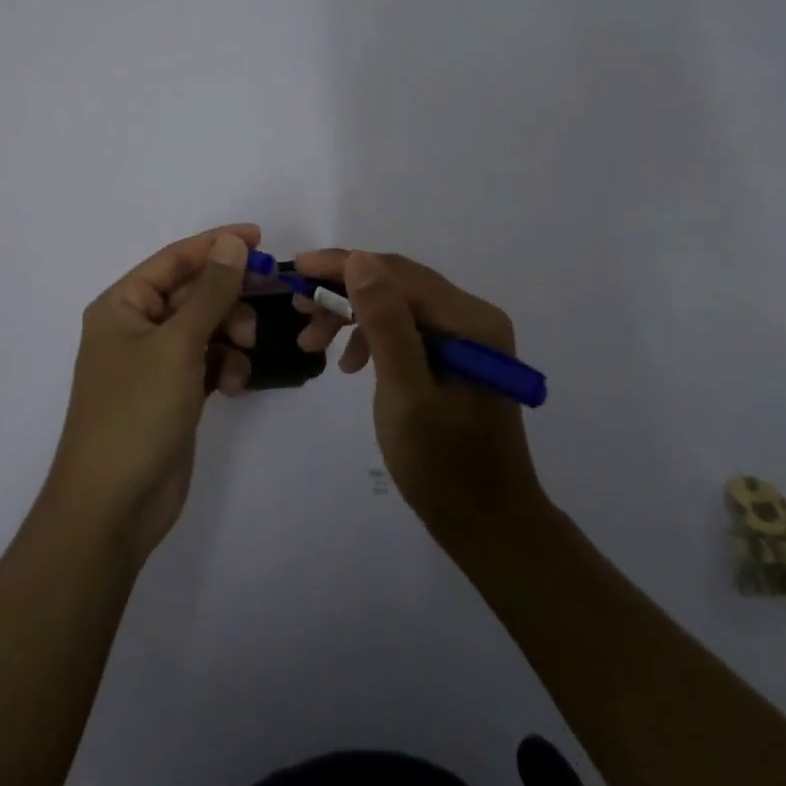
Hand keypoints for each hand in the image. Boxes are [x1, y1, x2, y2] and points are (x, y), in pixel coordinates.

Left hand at [46, 226, 260, 561]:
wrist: (113, 507)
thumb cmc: (137, 412)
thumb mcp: (178, 344)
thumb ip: (210, 291)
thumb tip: (232, 243)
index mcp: (122, 305)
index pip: (174, 259)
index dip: (216, 245)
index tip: (260, 238)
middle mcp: (135, 327)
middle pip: (192, 293)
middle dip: (229, 296)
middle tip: (268, 297)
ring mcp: (154, 363)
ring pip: (205, 328)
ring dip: (231, 333)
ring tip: (246, 350)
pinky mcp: (172, 394)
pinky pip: (207, 362)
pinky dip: (225, 366)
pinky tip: (237, 384)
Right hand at [293, 249, 544, 546]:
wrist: (489, 526)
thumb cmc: (444, 465)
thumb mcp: (405, 393)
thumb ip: (385, 323)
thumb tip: (359, 259)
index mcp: (469, 320)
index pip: (398, 273)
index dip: (343, 265)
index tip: (296, 268)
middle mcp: (472, 316)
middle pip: (397, 283)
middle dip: (343, 291)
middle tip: (299, 308)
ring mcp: (466, 336)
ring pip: (397, 303)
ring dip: (353, 316)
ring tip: (312, 341)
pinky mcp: (456, 356)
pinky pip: (406, 328)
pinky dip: (372, 337)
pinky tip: (350, 364)